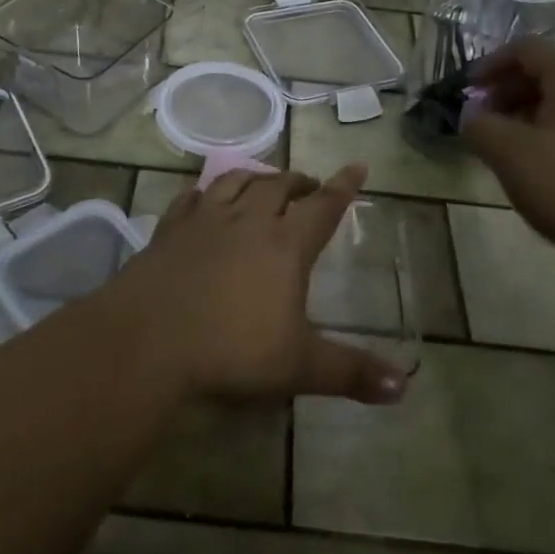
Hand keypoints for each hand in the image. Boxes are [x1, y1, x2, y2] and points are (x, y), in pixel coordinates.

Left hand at [104, 166, 409, 405]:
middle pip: (279, 186)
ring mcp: (205, 219)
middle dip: (299, 182)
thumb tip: (404, 388)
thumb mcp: (298, 367)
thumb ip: (350, 373)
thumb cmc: (231, 349)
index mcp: (285, 245)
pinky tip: (204, 196)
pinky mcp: (171, 228)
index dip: (344, 186)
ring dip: (256, 178)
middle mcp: (248, 220)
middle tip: (309, 186)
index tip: (358, 165)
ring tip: (264, 182)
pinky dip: (205, 191)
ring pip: (237, 181)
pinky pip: (192, 197)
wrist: (150, 337)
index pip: (323, 207)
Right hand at [461, 38, 554, 271]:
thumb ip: (481, 128)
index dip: (492, 63)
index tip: (470, 91)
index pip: (528, 48)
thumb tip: (473, 114)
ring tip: (520, 150)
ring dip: (539, 115)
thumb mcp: (512, 157)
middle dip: (513, 92)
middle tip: (489, 122)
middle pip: (553, 72)